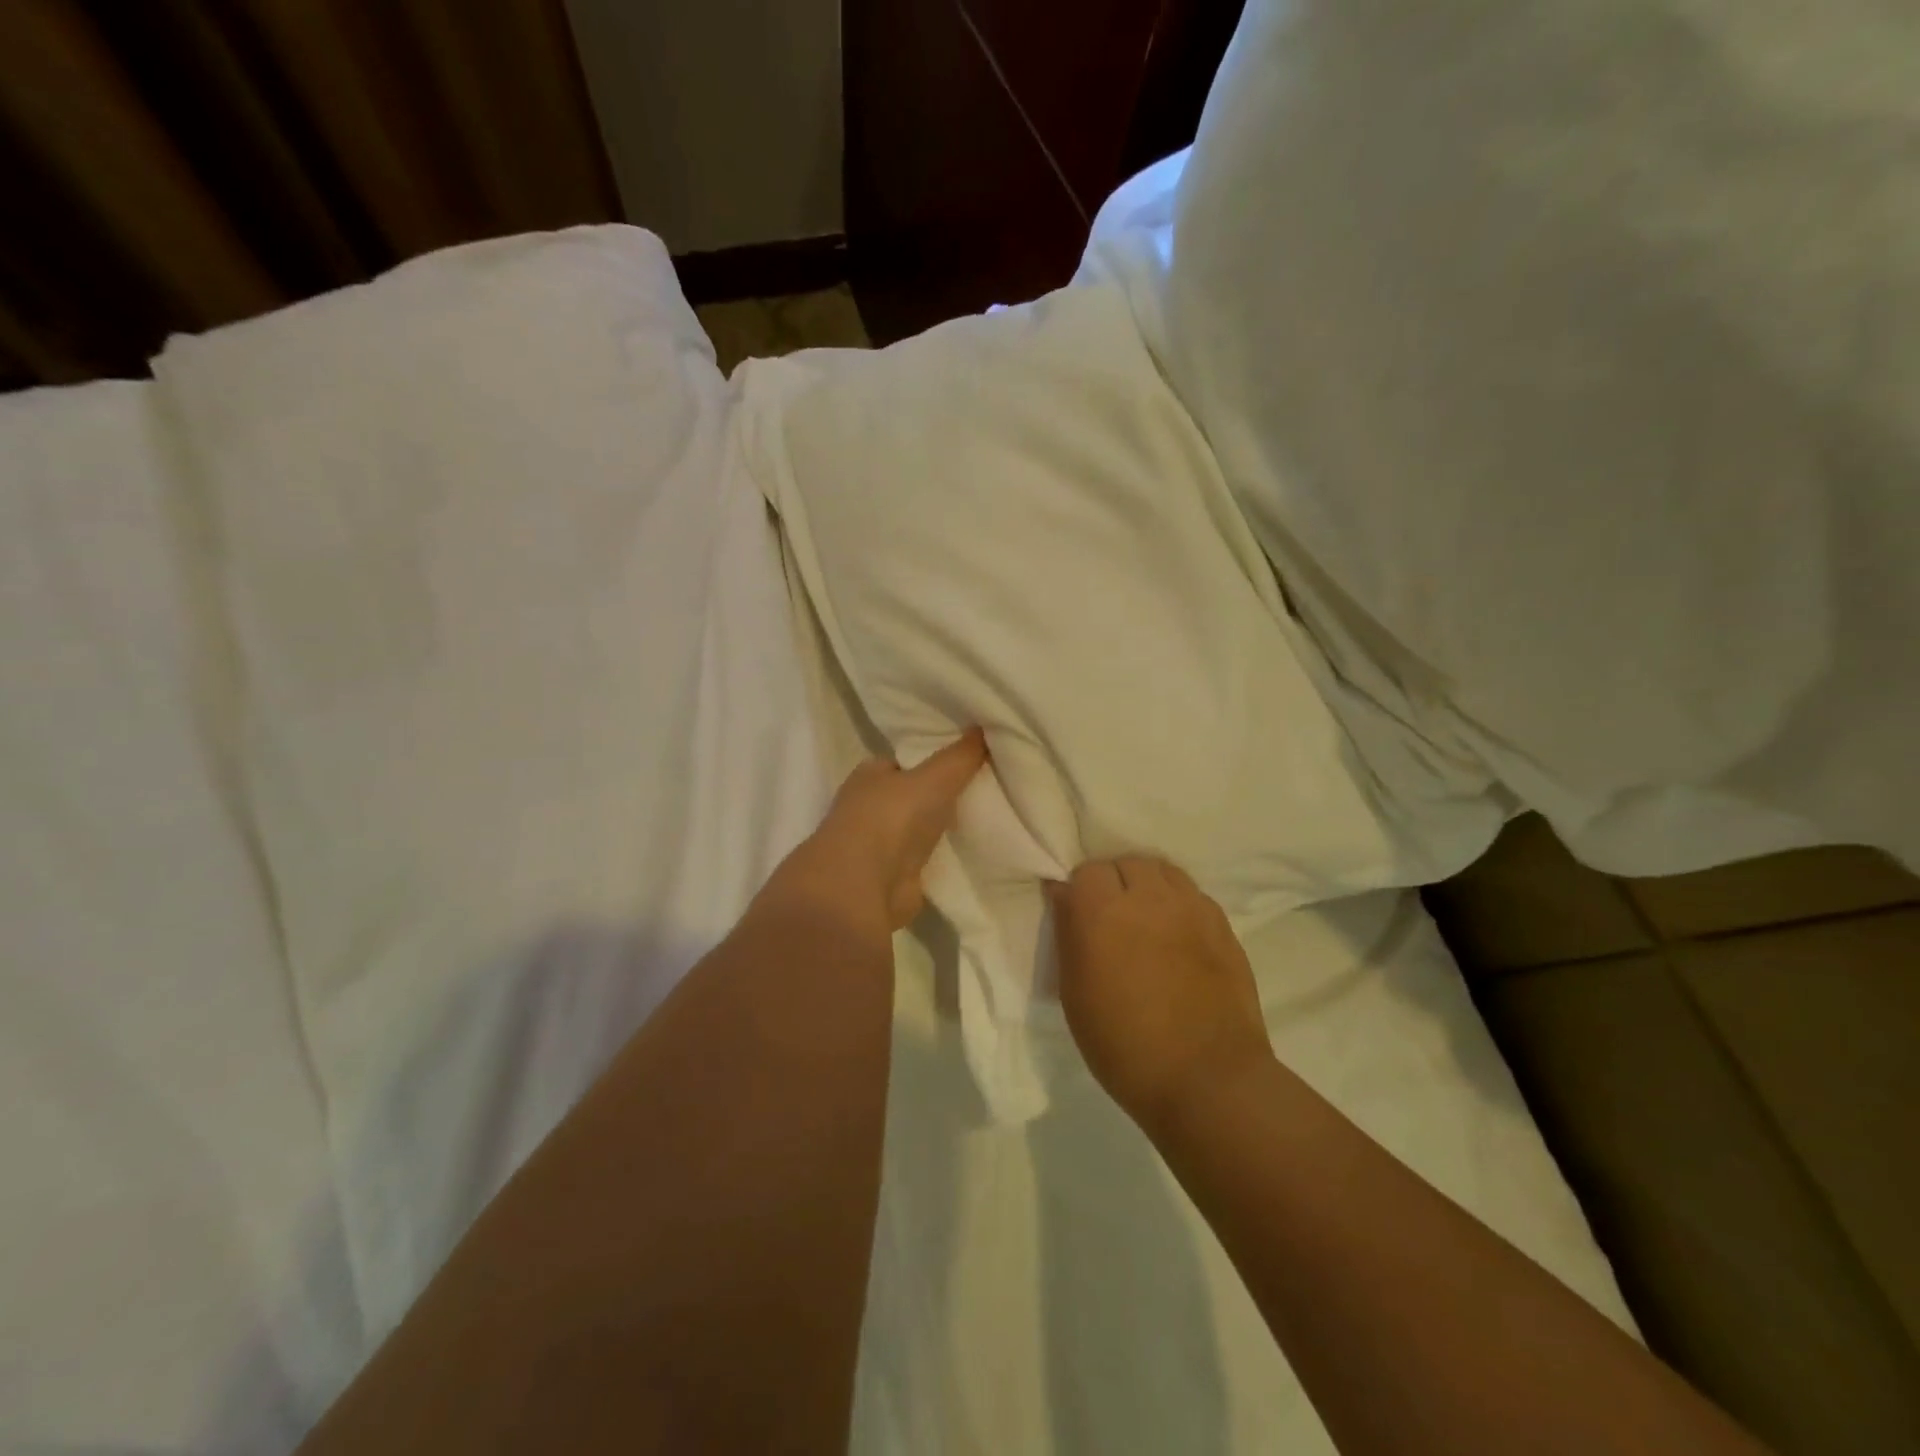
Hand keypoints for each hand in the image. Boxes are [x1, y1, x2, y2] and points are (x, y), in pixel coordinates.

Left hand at [762, 730, 988, 937]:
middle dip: (943, 794)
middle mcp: (871, 807)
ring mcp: (881, 845)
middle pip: (915, 795)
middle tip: (987, 787)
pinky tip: (976, 852)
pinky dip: (946, 857)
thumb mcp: (935, 777)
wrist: (864, 887)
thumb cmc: (891, 818)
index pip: (906, 760)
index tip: (970, 757)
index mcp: (870, 775)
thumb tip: (985, 726)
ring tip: (989, 816)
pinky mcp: (895, 877)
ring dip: (945, 827)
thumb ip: (961, 756)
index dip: (934, 758)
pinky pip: (928, 859)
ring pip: (922, 828)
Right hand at [1051, 856, 1271, 1129]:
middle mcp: (1147, 897)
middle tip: (1110, 918)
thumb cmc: (1125, 1046)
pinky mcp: (1222, 924)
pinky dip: (1178, 902)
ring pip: (1162, 870)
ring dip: (1147, 884)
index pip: (1084, 871)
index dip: (1078, 892)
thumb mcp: (1075, 996)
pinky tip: (1176, 933)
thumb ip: (1068, 936)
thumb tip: (1063, 896)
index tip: (1076, 917)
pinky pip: (1192, 893)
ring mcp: (1190, 907)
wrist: (1208, 1080)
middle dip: (1112, 882)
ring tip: (1144, 917)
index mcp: (1102, 912)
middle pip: (1124, 863)